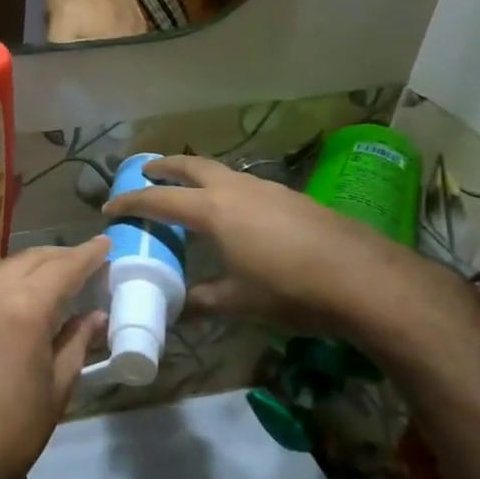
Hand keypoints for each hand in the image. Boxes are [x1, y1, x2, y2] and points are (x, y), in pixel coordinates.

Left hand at [0, 240, 108, 478]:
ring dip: (19, 266)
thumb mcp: (56, 389)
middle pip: (26, 259)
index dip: (87, 255)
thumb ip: (75, 342)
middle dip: (56, 258)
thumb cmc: (11, 432)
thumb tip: (95, 316)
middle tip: (77, 264)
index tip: (103, 244)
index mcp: (22, 309)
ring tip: (37, 280)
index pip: (62, 267)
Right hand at [100, 155, 438, 344]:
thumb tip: (175, 312)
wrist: (369, 282)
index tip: (111, 206)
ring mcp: (270, 190)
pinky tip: (237, 213)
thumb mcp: (237, 303)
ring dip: (198, 176)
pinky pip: (247, 184)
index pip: (160, 199)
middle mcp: (237, 189)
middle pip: (191, 166)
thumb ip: (200, 302)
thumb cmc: (291, 291)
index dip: (132, 202)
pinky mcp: (294, 198)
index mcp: (213, 211)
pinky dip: (227, 189)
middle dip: (164, 167)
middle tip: (146, 172)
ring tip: (189, 191)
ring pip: (222, 172)